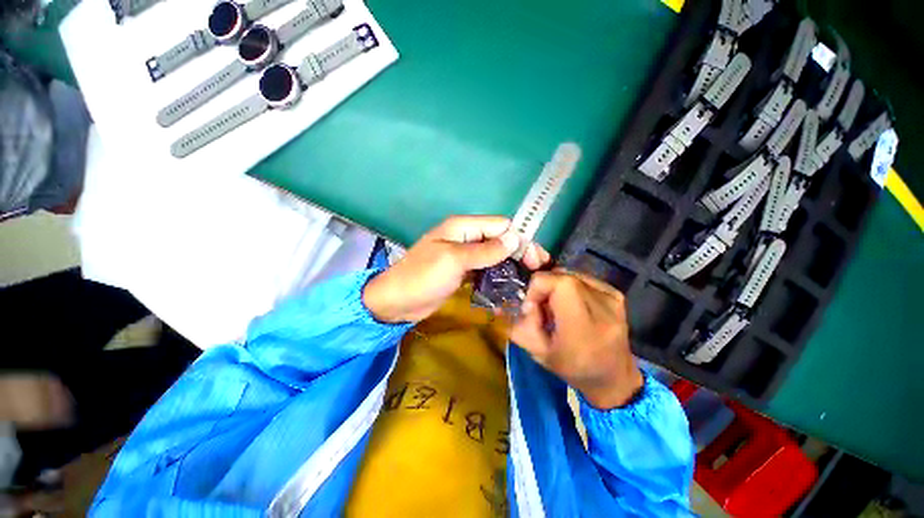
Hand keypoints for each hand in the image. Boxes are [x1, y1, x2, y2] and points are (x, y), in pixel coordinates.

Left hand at [363, 215, 550, 322]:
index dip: (520, 240)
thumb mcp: (454, 260)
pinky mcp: (463, 272)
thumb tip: (515, 238)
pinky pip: (485, 269)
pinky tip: (509, 287)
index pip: (500, 226)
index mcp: (463, 227)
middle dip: (519, 253)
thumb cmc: (422, 277)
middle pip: (500, 239)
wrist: (397, 302)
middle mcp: (466, 237)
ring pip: (494, 255)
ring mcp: (465, 255)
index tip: (536, 260)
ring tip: (528, 281)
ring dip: (510, 266)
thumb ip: (485, 250)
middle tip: (537, 272)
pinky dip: (498, 276)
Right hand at [510, 270, 642, 408]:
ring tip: (558, 307)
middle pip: (563, 277)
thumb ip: (519, 326)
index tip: (533, 306)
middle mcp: (603, 308)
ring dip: (557, 287)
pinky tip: (572, 304)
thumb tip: (509, 305)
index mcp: (583, 327)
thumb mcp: (538, 353)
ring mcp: (613, 299)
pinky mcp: (617, 295)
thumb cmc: (573, 368)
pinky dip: (570, 287)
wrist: (613, 377)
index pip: (558, 283)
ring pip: (571, 275)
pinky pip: (583, 278)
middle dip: (545, 288)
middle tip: (543, 307)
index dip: (539, 287)